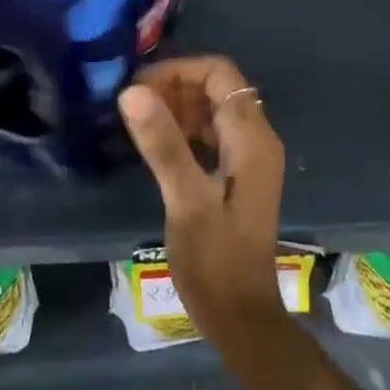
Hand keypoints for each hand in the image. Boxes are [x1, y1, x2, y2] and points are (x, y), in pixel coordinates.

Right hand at [118, 56, 287, 346]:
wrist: (240, 318)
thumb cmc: (214, 260)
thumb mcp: (185, 201)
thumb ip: (163, 143)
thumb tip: (132, 91)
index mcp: (251, 138)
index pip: (220, 73)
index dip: (179, 71)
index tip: (139, 89)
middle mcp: (256, 140)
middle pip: (217, 88)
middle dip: (175, 87)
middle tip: (133, 106)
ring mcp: (247, 158)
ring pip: (212, 110)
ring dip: (177, 107)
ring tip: (138, 123)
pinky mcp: (236, 176)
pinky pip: (210, 134)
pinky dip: (183, 129)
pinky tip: (155, 146)